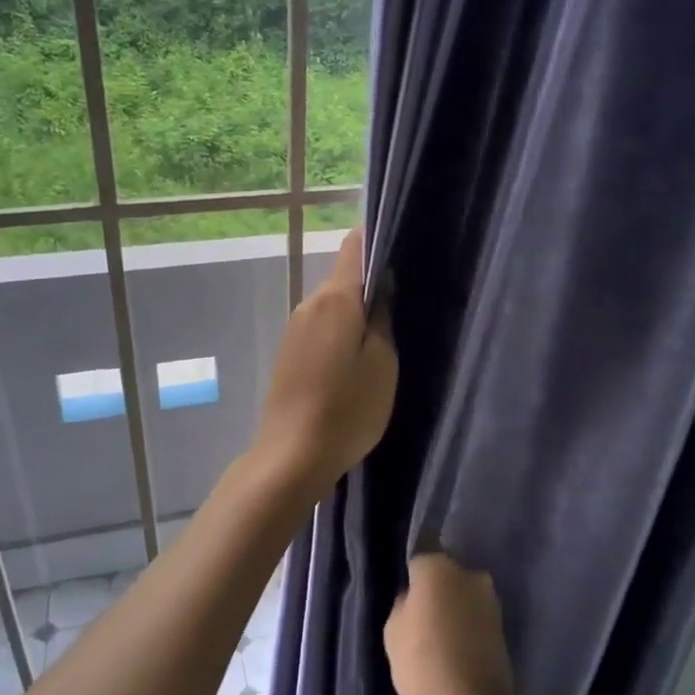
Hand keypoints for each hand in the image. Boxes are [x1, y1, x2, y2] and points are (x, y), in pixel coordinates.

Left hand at [251, 227, 396, 497]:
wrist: (291, 456)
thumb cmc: (347, 409)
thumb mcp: (382, 363)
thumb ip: (382, 318)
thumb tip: (382, 286)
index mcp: (334, 300)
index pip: (353, 247)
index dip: (376, 238)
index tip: (402, 242)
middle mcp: (308, 305)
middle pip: (343, 278)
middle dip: (371, 283)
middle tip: (406, 299)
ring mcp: (294, 331)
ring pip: (333, 307)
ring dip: (356, 313)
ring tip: (386, 333)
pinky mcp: (289, 355)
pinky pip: (321, 329)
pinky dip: (341, 333)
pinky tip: (356, 359)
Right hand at [385, 554, 516, 694]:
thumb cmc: (423, 667)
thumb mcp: (393, 633)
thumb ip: (403, 605)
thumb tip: (415, 599)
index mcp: (438, 567)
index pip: (419, 560)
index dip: (411, 580)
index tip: (406, 601)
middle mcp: (469, 574)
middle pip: (444, 576)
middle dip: (435, 592)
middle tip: (420, 621)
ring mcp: (491, 600)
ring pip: (463, 597)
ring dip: (453, 610)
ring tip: (438, 641)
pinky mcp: (504, 627)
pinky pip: (476, 619)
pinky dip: (467, 629)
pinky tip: (455, 652)